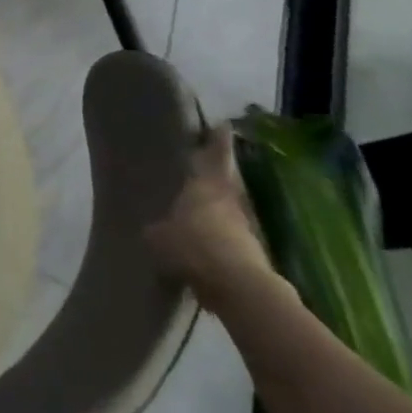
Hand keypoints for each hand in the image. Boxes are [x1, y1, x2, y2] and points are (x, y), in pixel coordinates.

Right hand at [143, 125, 280, 312]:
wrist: (237, 287)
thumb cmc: (191, 246)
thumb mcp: (158, 237)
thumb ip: (158, 229)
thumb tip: (156, 230)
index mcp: (207, 186)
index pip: (216, 155)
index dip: (218, 140)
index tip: (222, 125)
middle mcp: (231, 201)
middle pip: (227, 182)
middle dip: (218, 177)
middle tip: (203, 172)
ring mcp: (247, 228)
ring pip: (231, 210)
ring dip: (220, 211)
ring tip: (201, 214)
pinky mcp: (255, 254)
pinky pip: (233, 239)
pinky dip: (222, 239)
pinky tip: (207, 248)